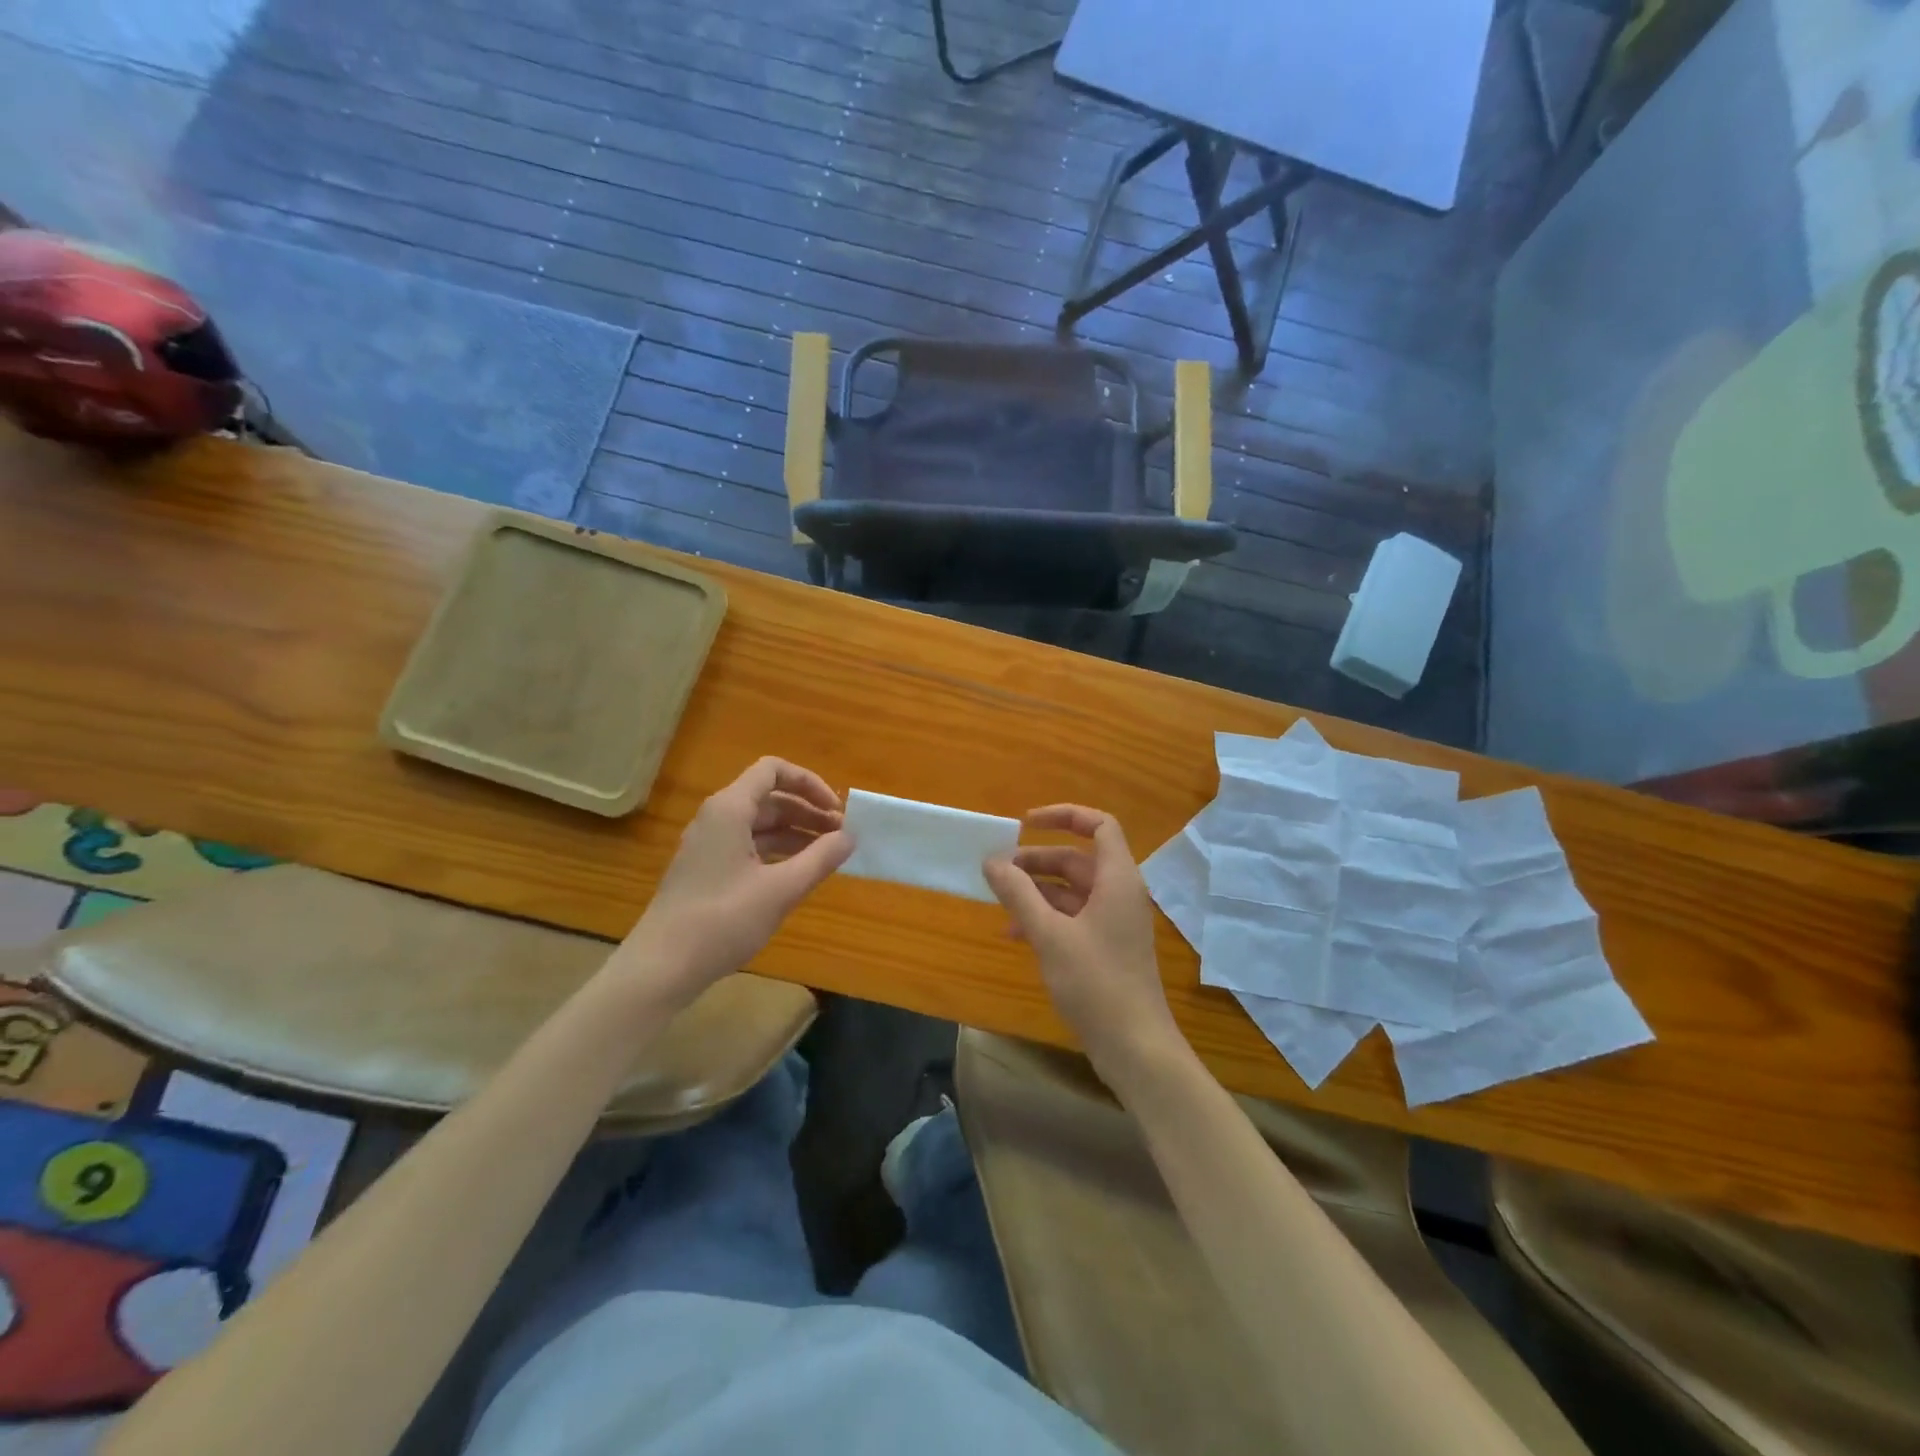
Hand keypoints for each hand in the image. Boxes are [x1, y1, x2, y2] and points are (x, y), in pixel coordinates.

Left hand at [612, 758, 853, 1004]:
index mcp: (729, 809)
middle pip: (769, 797)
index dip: (809, 783)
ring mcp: (709, 845)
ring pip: (760, 824)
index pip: (773, 770)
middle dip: (808, 811)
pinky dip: (777, 851)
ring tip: (828, 854)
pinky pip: (749, 846)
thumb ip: (820, 859)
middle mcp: (716, 818)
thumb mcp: (781, 890)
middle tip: (841, 835)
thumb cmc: (722, 920)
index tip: (836, 811)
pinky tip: (799, 873)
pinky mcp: (707, 870)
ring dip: (796, 832)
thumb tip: (849, 837)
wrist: (661, 967)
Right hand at [983, 805, 1186, 1087]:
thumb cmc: (1095, 982)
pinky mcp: (1106, 946)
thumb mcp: (1049, 934)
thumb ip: (1018, 894)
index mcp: (1117, 879)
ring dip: (1036, 891)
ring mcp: (1113, 921)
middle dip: (1036, 860)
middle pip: (1077, 859)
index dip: (1064, 815)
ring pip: (1072, 890)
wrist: (1134, 1046)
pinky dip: (1045, 917)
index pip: (1100, 825)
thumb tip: (991, 861)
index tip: (1025, 823)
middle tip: (998, 870)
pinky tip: (1014, 935)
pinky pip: (1073, 917)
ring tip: (999, 901)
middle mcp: (1119, 893)